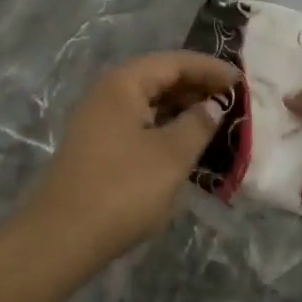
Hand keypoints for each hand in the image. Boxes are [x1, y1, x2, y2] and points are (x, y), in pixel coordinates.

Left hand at [25, 51, 238, 260]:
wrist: (61, 238)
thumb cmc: (122, 189)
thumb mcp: (171, 156)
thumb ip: (197, 125)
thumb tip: (212, 106)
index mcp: (123, 84)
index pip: (174, 62)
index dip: (210, 68)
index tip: (241, 81)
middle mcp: (107, 94)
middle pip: (159, 78)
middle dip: (197, 87)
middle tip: (233, 100)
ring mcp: (99, 122)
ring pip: (149, 103)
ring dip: (182, 109)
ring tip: (215, 121)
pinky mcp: (98, 148)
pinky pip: (139, 124)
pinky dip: (165, 128)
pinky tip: (185, 144)